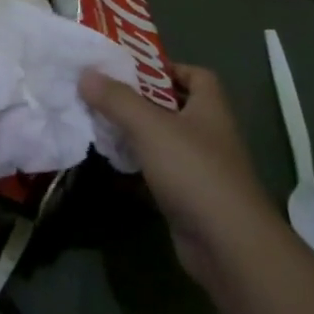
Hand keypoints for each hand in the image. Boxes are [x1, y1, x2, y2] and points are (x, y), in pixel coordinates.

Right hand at [79, 63, 273, 284]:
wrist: (227, 245)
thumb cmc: (193, 171)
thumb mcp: (150, 127)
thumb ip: (117, 99)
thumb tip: (86, 73)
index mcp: (210, 108)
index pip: (196, 75)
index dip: (167, 67)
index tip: (133, 69)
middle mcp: (209, 133)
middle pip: (175, 106)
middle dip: (142, 100)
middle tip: (105, 93)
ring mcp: (202, 168)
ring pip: (165, 141)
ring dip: (138, 134)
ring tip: (102, 123)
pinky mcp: (190, 198)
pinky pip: (161, 172)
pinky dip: (140, 166)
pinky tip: (115, 163)